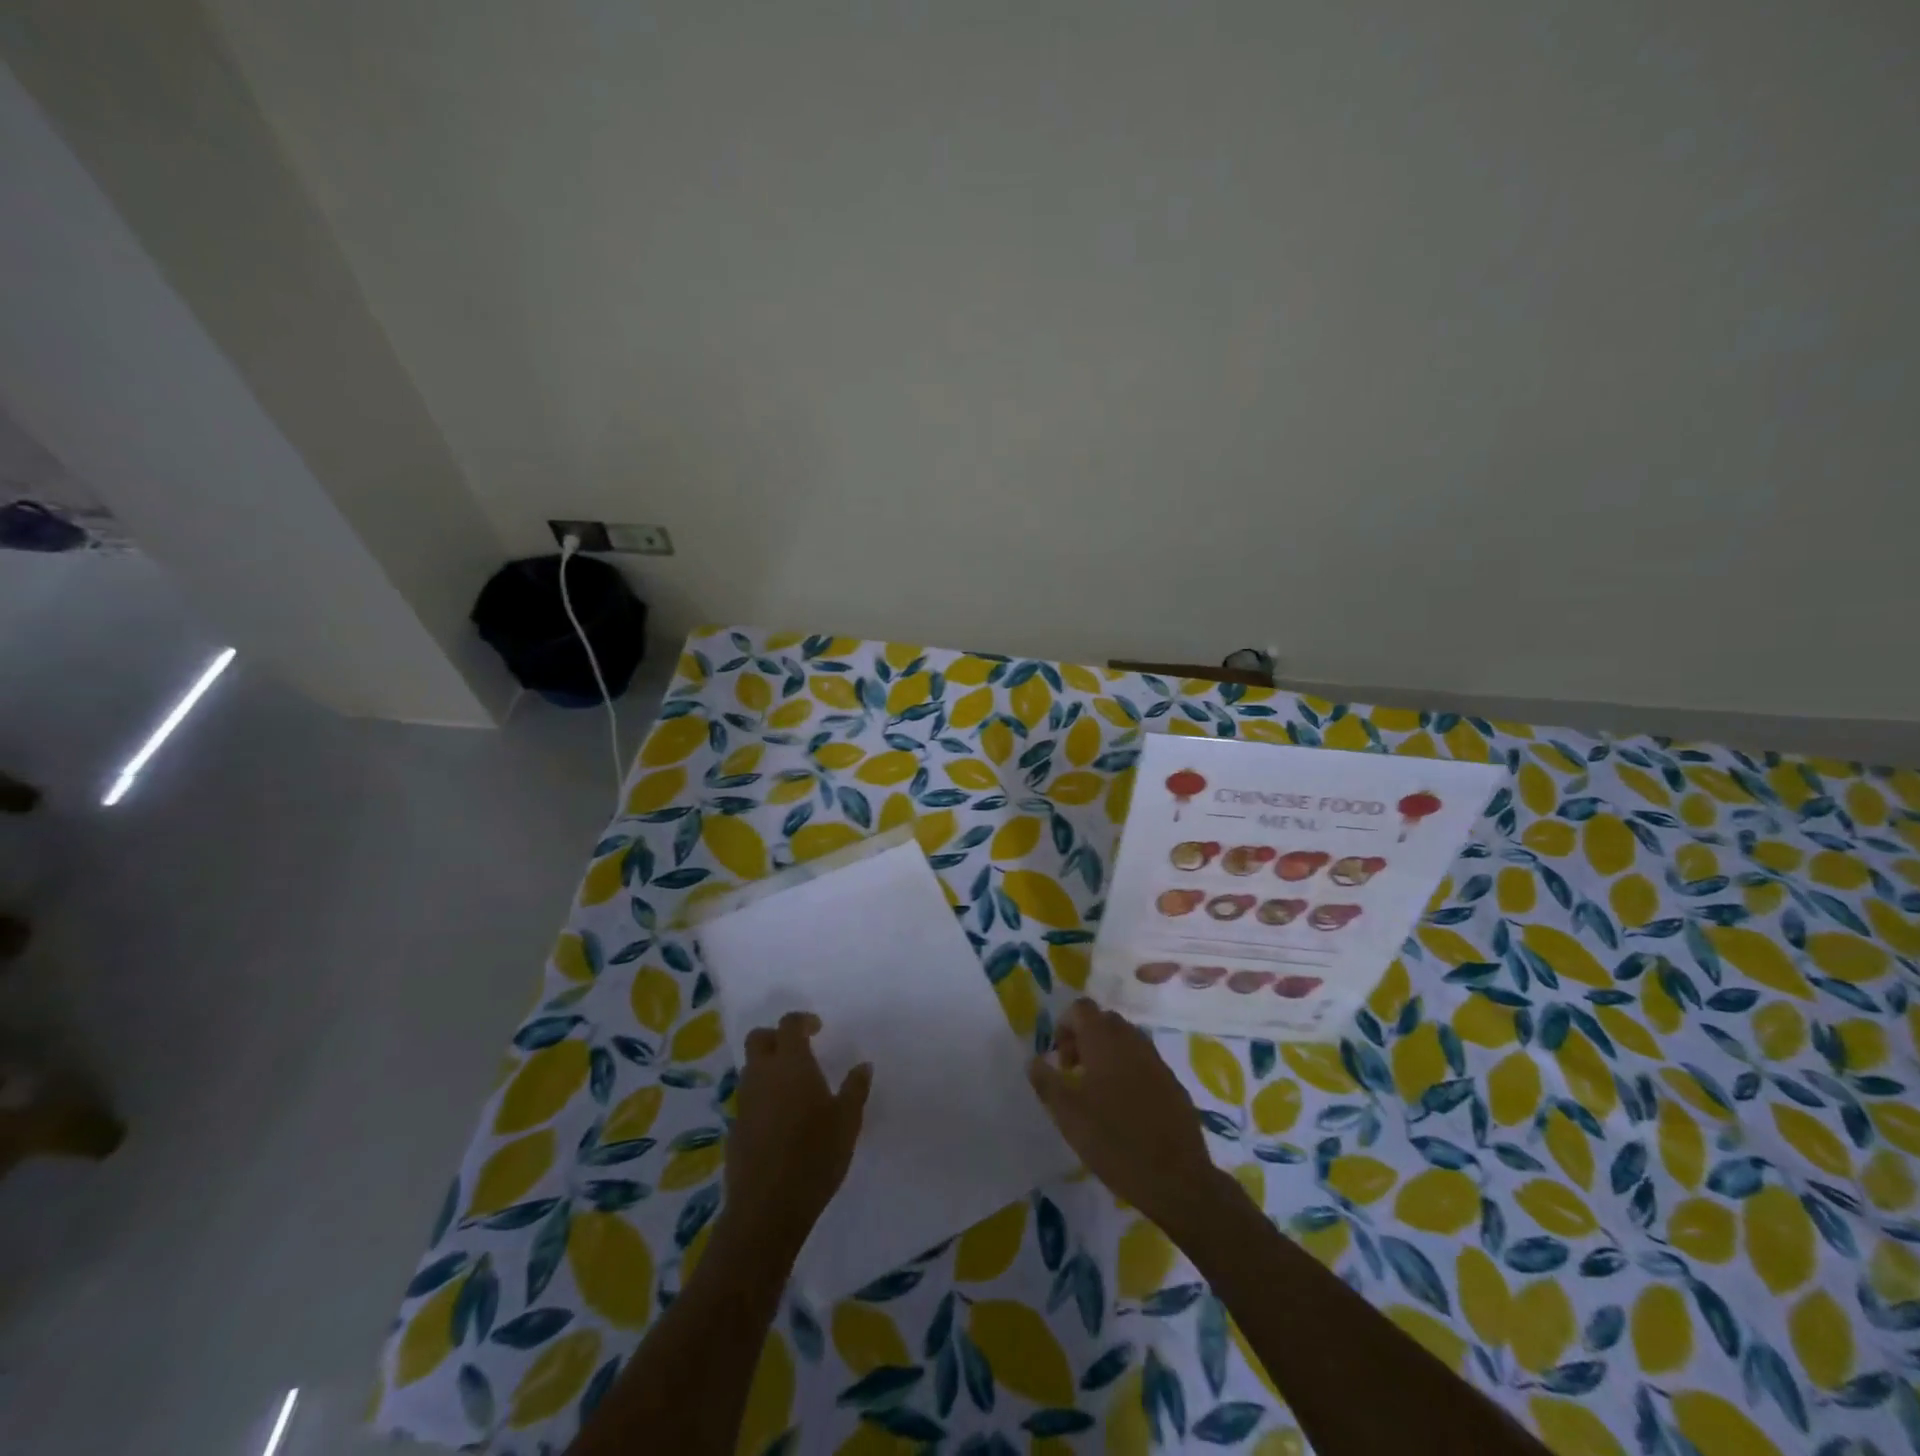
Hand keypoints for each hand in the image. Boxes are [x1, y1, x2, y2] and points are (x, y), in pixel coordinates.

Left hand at [723, 1012, 871, 1252]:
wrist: (767, 1208)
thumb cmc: (814, 1156)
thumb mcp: (847, 1121)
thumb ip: (855, 1088)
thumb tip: (863, 1065)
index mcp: (791, 1064)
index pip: (789, 1025)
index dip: (802, 1021)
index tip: (818, 1029)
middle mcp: (762, 1075)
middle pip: (758, 1039)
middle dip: (776, 1037)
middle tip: (799, 1050)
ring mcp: (744, 1103)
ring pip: (750, 1069)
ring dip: (768, 1067)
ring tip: (793, 1087)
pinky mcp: (734, 1129)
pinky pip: (748, 1099)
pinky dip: (762, 1098)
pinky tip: (781, 1121)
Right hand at [1028, 998, 1229, 1229]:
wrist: (1177, 1179)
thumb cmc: (1114, 1141)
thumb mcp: (1068, 1115)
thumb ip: (1046, 1082)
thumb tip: (1033, 1060)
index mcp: (1105, 1041)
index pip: (1081, 1008)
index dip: (1065, 1026)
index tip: (1060, 1060)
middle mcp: (1132, 1041)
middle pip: (1104, 1021)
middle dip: (1085, 1038)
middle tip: (1074, 1074)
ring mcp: (1157, 1061)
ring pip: (1126, 1041)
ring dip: (1107, 1054)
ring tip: (1097, 1093)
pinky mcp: (1173, 1083)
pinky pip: (1145, 1063)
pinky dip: (1129, 1072)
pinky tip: (1125, 1109)